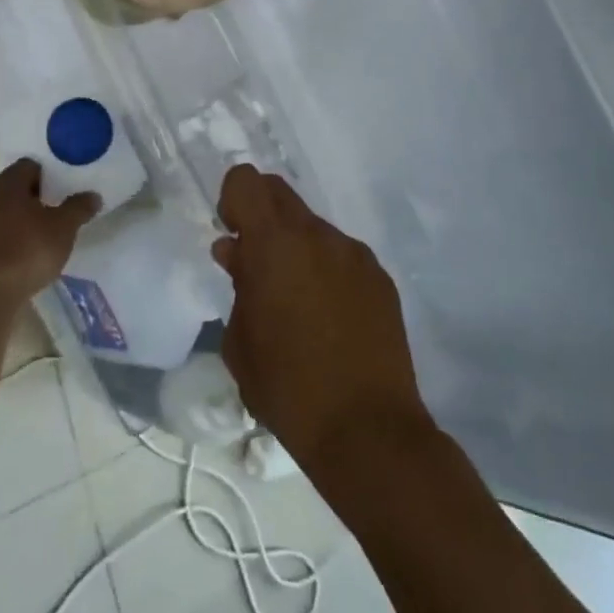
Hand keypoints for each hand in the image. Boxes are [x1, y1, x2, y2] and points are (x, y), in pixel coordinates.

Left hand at [0, 159, 99, 310]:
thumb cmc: (28, 251)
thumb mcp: (64, 228)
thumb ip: (79, 208)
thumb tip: (93, 195)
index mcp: (7, 183)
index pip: (29, 166)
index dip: (48, 176)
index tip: (63, 191)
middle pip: (13, 189)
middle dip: (33, 198)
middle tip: (55, 212)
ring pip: (1, 213)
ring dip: (17, 220)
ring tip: (39, 236)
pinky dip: (5, 240)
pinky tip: (20, 256)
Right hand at [212, 165, 431, 479]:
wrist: (368, 431)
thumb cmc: (288, 389)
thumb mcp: (240, 342)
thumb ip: (237, 284)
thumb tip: (235, 252)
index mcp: (275, 245)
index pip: (246, 181)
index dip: (233, 199)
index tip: (233, 235)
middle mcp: (318, 236)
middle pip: (280, 193)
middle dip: (261, 216)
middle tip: (256, 264)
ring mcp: (355, 255)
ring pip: (313, 227)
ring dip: (296, 247)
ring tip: (297, 302)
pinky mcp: (380, 278)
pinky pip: (341, 255)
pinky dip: (326, 269)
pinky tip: (329, 317)